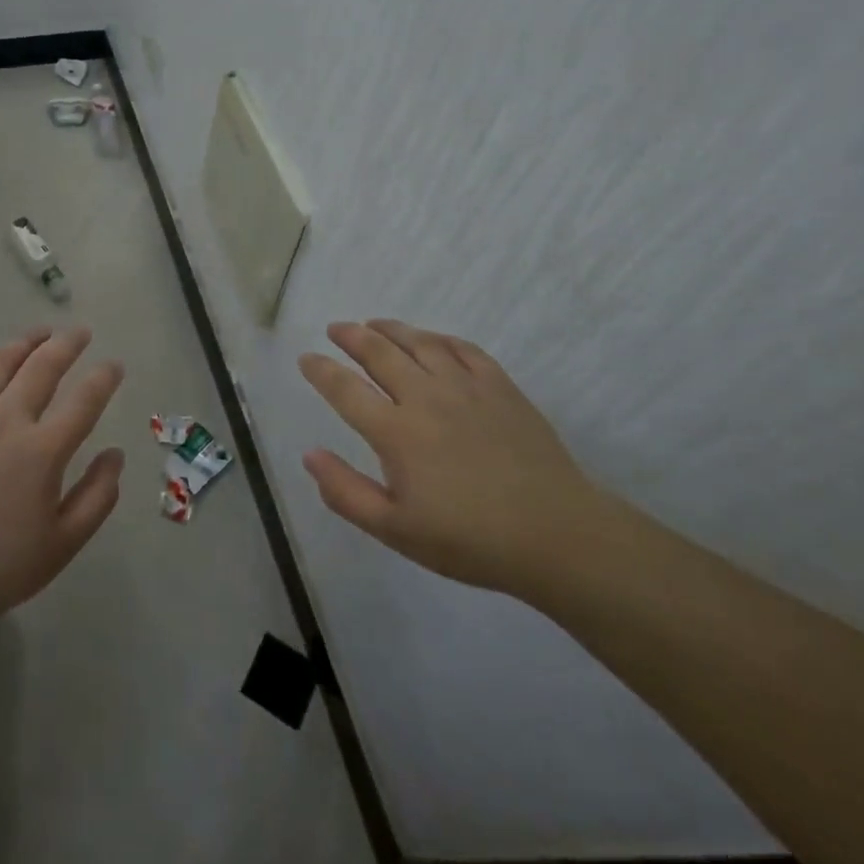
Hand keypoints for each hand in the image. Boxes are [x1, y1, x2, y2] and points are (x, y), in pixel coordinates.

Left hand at [0, 327, 124, 652]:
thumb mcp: (61, 545)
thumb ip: (97, 496)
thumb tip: (116, 454)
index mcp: (42, 451)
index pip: (85, 400)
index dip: (105, 377)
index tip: (115, 365)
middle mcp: (5, 420)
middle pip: (43, 365)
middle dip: (68, 343)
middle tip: (81, 332)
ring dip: (25, 341)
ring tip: (41, 333)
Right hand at [298, 319, 604, 596]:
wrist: (557, 535)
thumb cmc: (469, 540)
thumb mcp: (396, 530)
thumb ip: (346, 492)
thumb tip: (310, 455)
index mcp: (396, 432)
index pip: (345, 389)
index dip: (321, 370)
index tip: (306, 358)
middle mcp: (426, 398)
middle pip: (379, 353)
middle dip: (351, 336)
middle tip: (336, 328)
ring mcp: (466, 387)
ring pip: (420, 343)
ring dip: (391, 329)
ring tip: (374, 323)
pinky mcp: (500, 387)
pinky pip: (464, 349)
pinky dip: (440, 338)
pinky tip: (432, 340)